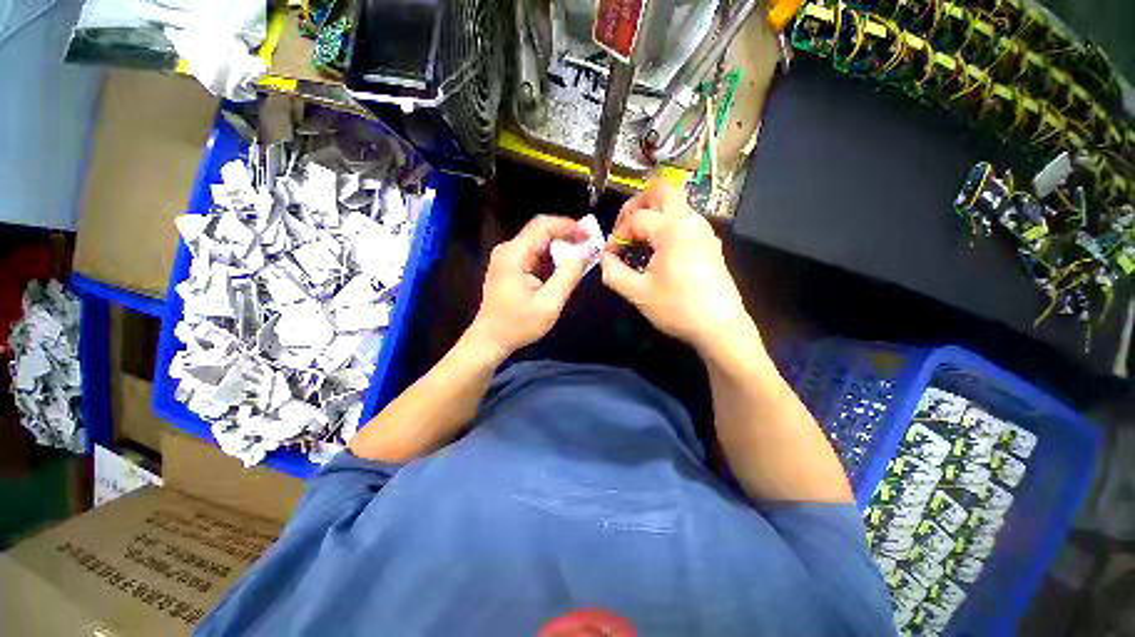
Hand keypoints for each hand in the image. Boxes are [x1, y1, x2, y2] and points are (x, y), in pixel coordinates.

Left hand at [468, 215, 588, 358]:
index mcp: (514, 255)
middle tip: (589, 248)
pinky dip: (551, 259)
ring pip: (539, 243)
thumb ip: (568, 275)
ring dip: (560, 249)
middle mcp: (508, 249)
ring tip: (580, 260)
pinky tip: (563, 270)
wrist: (491, 339)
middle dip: (567, 237)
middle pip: (541, 231)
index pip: (543, 226)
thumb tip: (586, 251)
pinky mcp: (510, 266)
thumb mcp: (549, 303)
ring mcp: (507, 257)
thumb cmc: (519, 325)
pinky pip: (534, 254)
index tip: (589, 237)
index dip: (568, 227)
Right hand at [600, 180, 754, 355]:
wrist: (720, 327)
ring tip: (638, 239)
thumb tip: (605, 258)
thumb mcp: (638, 293)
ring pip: (676, 202)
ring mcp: (704, 230)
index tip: (610, 254)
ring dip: (653, 213)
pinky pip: (685, 219)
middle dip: (637, 204)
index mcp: (672, 229)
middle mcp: (691, 221)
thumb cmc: (678, 309)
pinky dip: (666, 224)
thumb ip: (613, 272)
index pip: (636, 218)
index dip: (617, 234)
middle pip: (662, 190)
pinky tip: (658, 249)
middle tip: (624, 227)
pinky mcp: (710, 242)